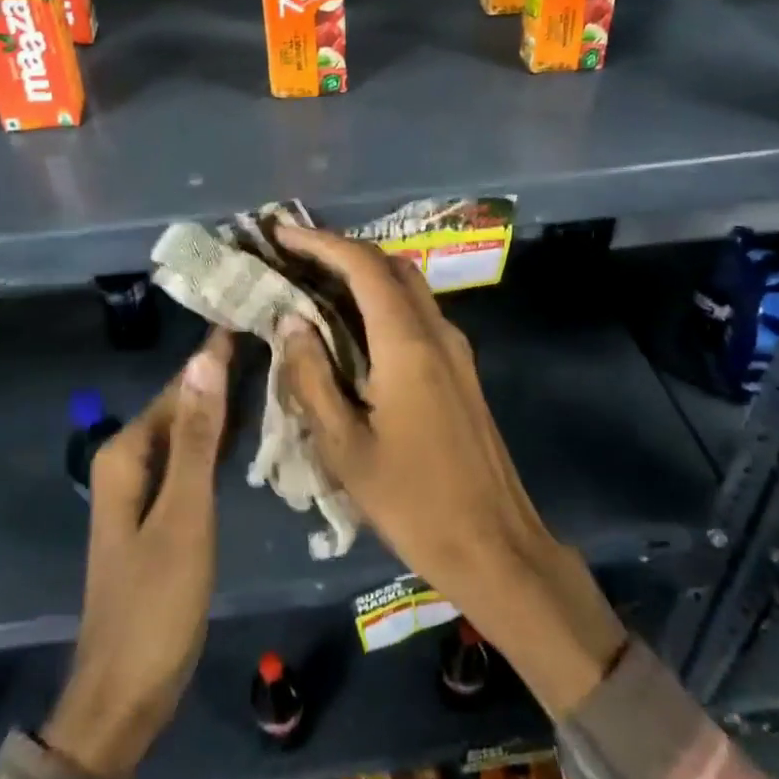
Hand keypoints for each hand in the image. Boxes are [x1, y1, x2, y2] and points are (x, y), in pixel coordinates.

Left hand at [41, 330, 232, 777]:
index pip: (182, 385)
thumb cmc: (155, 604)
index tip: (256, 313)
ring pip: (191, 429)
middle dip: (225, 371)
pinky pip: (193, 458)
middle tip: (277, 336)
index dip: (218, 351)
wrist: (125, 693)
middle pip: (185, 403)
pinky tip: (252, 425)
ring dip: (227, 402)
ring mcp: (144, 486)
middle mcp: (131, 458)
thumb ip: (198, 437)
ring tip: (274, 367)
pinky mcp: (160, 510)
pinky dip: (221, 438)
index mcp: (128, 452)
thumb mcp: (184, 515)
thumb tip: (205, 359)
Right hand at [271, 224, 625, 716]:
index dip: (321, 242)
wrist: (495, 546)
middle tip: (294, 256)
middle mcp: (437, 332)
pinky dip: (381, 302)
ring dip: (363, 274)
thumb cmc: (413, 501)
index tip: (282, 232)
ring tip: (315, 284)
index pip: (363, 266)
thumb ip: (312, 377)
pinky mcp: (460, 369)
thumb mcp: (345, 446)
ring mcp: (455, 349)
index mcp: (408, 343)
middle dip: (342, 250)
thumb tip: (291, 321)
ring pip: (407, 287)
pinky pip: (417, 313)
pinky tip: (351, 326)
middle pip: (390, 265)